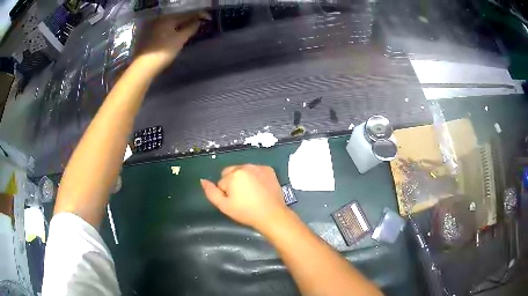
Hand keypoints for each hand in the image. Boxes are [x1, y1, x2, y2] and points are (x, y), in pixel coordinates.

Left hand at [134, 12, 208, 73]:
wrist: (144, 66)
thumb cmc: (164, 51)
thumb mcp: (180, 39)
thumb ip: (191, 28)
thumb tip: (198, 22)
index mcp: (167, 18)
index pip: (186, 15)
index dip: (197, 16)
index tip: (206, 17)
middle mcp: (158, 20)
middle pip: (176, 19)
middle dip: (186, 21)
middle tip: (196, 24)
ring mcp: (151, 28)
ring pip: (168, 25)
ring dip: (177, 26)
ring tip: (186, 30)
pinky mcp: (146, 37)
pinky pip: (162, 31)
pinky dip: (169, 31)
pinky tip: (173, 36)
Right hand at [201, 164, 289, 231]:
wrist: (272, 215)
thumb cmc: (246, 212)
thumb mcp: (224, 206)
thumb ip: (211, 192)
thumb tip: (202, 180)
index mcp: (233, 175)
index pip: (221, 182)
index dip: (225, 193)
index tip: (234, 202)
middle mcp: (245, 166)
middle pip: (231, 172)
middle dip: (233, 182)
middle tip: (242, 198)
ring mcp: (259, 167)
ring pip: (243, 170)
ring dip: (244, 178)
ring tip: (251, 194)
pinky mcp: (269, 170)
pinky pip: (256, 170)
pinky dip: (256, 177)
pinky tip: (260, 188)